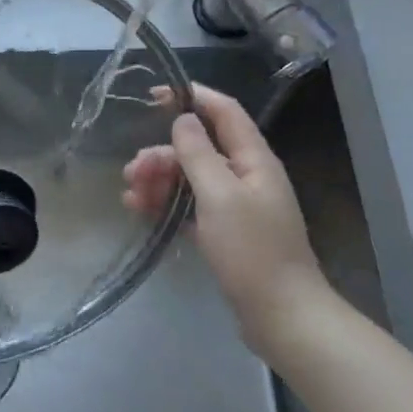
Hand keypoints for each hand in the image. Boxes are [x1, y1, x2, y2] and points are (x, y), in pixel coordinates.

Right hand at [122, 85, 334, 357]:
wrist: (281, 315)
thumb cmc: (252, 251)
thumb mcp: (220, 196)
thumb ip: (198, 154)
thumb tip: (183, 118)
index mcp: (253, 160)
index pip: (224, 112)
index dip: (192, 97)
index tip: (153, 95)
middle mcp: (245, 176)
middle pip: (199, 148)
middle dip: (162, 154)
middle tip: (131, 172)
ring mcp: (235, 205)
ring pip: (190, 178)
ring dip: (158, 180)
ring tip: (131, 198)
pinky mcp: (225, 231)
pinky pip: (189, 205)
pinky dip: (166, 203)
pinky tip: (141, 211)